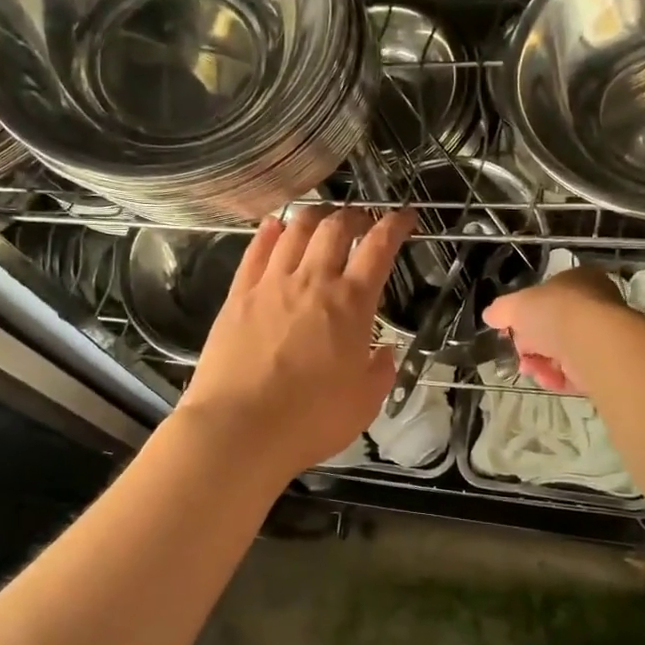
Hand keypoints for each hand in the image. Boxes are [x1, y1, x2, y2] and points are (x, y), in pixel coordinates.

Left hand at [177, 205, 415, 479]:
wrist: (240, 428)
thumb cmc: (311, 420)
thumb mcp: (364, 402)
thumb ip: (380, 371)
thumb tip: (384, 351)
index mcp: (351, 303)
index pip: (379, 248)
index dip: (395, 225)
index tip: (405, 217)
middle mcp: (312, 281)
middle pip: (335, 228)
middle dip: (354, 215)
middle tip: (362, 220)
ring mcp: (271, 284)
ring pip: (295, 230)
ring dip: (314, 216)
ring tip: (322, 217)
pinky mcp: (238, 295)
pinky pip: (256, 251)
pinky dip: (269, 232)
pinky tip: (274, 227)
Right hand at [482, 266, 626, 392]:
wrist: (593, 342)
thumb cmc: (555, 311)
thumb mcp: (516, 305)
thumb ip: (501, 309)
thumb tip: (490, 315)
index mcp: (578, 280)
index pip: (547, 296)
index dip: (524, 314)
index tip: (508, 330)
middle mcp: (594, 304)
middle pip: (553, 327)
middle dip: (531, 344)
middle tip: (518, 354)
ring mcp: (603, 335)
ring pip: (563, 352)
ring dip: (541, 363)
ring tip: (530, 370)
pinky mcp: (608, 364)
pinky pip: (577, 372)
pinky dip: (559, 378)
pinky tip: (548, 380)